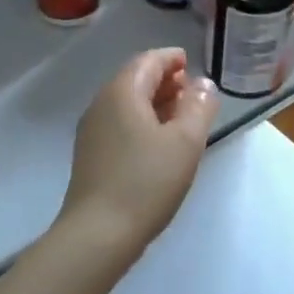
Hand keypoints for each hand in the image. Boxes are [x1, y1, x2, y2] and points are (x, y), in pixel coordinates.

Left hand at [59, 48, 219, 265]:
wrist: (97, 235)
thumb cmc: (146, 182)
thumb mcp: (185, 142)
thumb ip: (198, 107)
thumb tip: (203, 84)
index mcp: (122, 92)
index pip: (148, 60)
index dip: (171, 58)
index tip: (191, 63)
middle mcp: (101, 104)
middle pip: (135, 79)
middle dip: (164, 80)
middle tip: (191, 91)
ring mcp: (92, 130)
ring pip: (127, 103)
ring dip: (154, 102)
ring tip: (181, 116)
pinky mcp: (90, 155)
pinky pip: (119, 123)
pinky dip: (141, 121)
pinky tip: (158, 142)